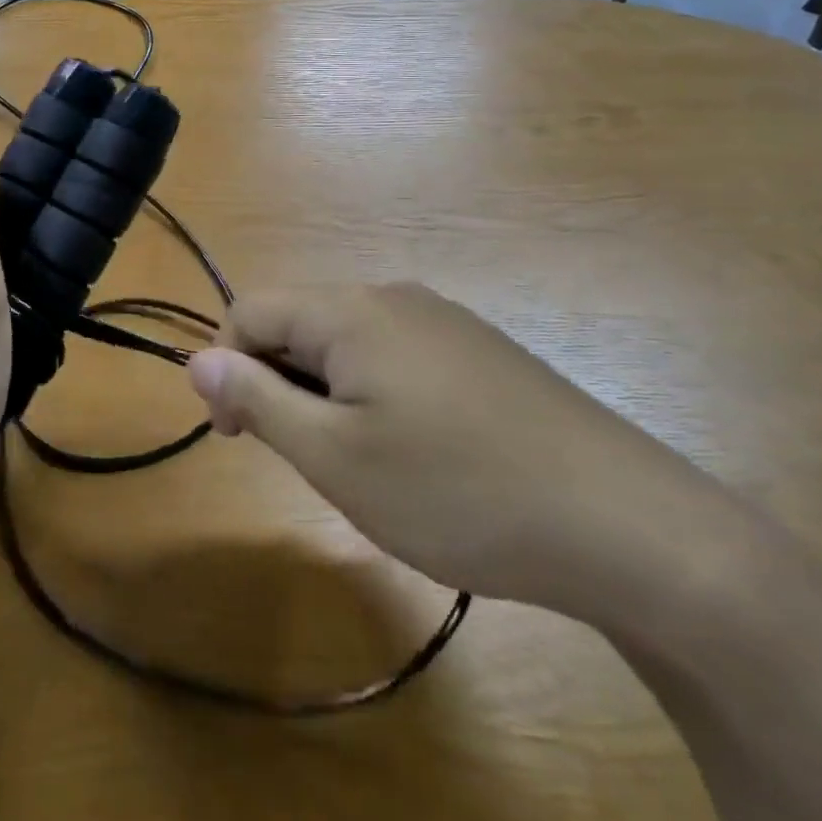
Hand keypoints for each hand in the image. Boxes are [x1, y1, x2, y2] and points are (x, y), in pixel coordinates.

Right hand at [186, 284, 749, 626]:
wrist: (624, 523)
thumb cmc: (456, 491)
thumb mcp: (335, 456)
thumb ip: (258, 400)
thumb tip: (197, 359)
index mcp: (350, 310)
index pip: (250, 310)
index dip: (227, 369)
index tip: (240, 439)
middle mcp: (395, 297)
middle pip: (302, 322)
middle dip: (282, 384)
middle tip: (312, 461)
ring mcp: (446, 321)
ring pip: (350, 344)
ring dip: (329, 395)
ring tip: (367, 465)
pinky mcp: (482, 352)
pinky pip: (399, 357)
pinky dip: (378, 397)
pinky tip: (421, 455)